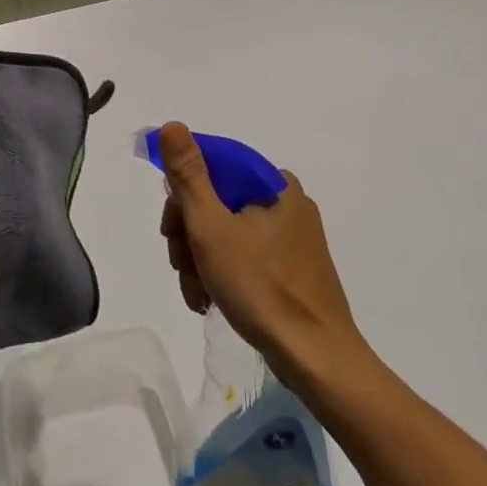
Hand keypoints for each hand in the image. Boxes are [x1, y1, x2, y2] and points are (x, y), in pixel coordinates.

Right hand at [156, 121, 360, 369]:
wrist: (317, 359)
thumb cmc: (261, 287)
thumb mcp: (212, 227)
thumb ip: (188, 175)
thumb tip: (173, 126)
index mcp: (273, 183)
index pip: (212, 166)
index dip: (181, 194)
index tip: (169, 229)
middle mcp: (286, 201)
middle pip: (217, 200)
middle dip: (189, 234)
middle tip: (181, 265)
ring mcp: (292, 236)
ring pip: (226, 230)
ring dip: (199, 258)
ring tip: (196, 292)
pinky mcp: (292, 267)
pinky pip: (244, 254)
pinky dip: (221, 272)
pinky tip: (209, 299)